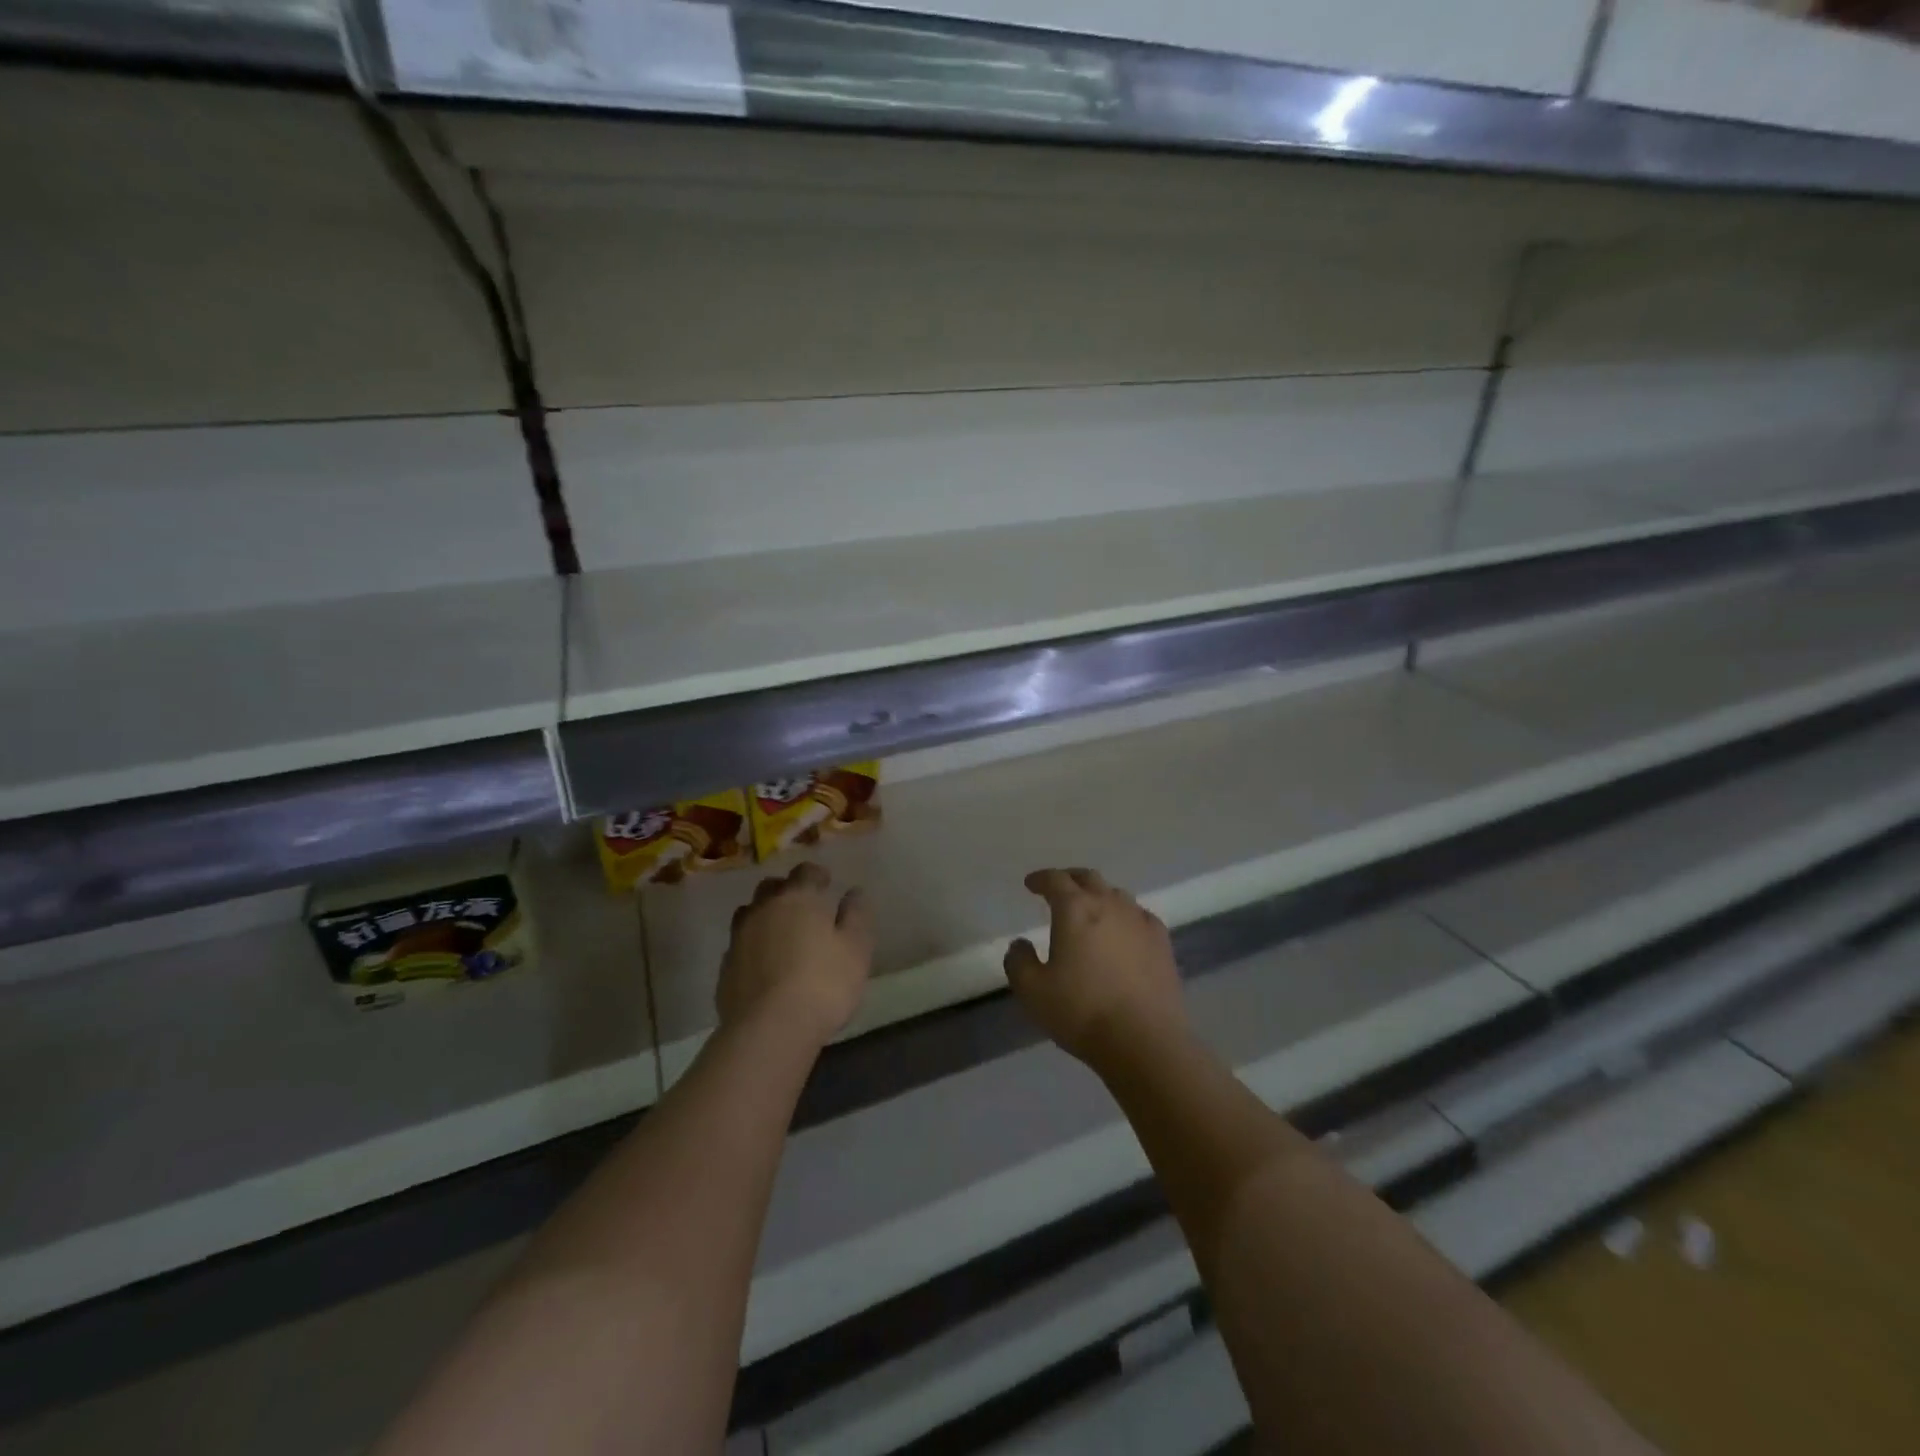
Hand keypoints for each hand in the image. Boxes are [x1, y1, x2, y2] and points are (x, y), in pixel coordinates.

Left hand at [717, 863, 873, 1050]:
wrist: (769, 1029)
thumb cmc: (823, 983)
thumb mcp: (856, 949)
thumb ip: (856, 916)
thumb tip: (854, 892)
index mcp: (798, 898)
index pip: (805, 872)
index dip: (817, 875)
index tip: (827, 884)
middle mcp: (763, 910)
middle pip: (771, 888)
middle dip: (786, 891)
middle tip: (803, 908)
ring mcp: (739, 938)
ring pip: (750, 914)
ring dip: (764, 917)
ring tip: (779, 934)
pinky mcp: (725, 968)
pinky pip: (740, 945)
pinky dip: (752, 947)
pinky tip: (764, 965)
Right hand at [1004, 868, 1185, 1066]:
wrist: (1145, 1040)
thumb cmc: (1082, 1012)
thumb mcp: (1032, 991)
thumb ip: (1018, 962)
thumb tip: (1020, 944)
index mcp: (1075, 909)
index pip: (1055, 880)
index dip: (1041, 878)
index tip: (1031, 884)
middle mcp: (1109, 904)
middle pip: (1088, 878)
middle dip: (1070, 879)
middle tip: (1058, 889)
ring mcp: (1140, 921)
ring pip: (1117, 894)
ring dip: (1099, 896)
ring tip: (1090, 910)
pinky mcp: (1162, 942)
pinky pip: (1140, 916)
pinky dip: (1125, 916)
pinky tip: (1124, 930)